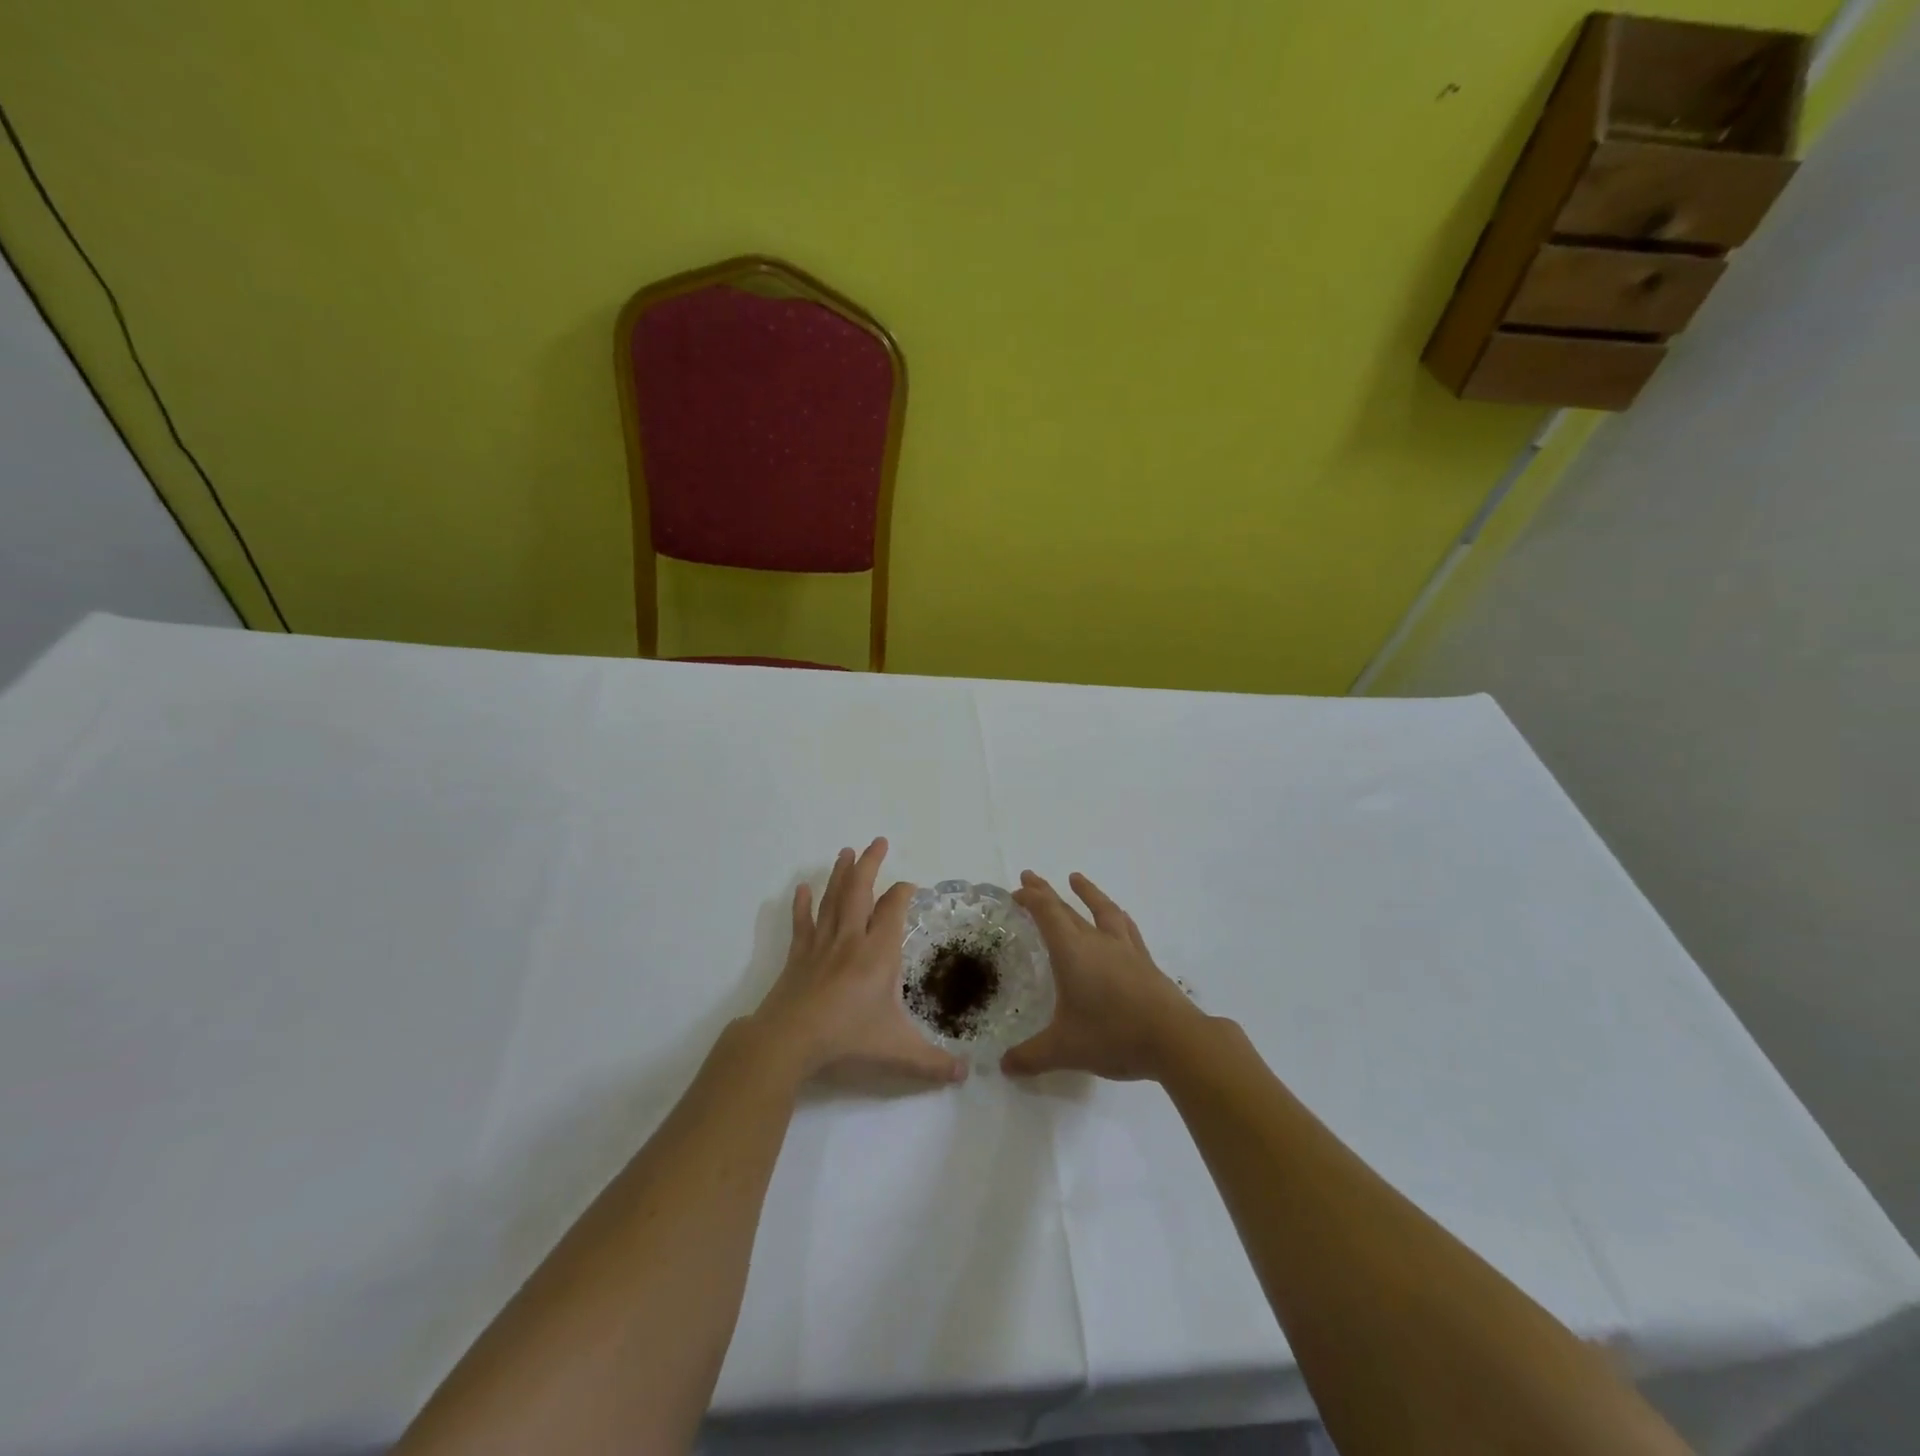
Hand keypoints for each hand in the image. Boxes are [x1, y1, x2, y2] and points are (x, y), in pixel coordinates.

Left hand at [750, 838, 967, 1084]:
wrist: (790, 1040)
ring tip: (845, 851)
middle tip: (877, 842)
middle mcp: (851, 939)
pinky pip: (802, 923)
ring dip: (840, 874)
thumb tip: (965, 1075)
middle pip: (861, 890)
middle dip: (871, 864)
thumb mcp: (897, 1051)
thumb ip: (932, 1062)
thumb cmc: (847, 1038)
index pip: (894, 910)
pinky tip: (802, 889)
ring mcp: (822, 944)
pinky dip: (802, 905)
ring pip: (833, 899)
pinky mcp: (799, 956)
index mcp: (878, 953)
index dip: (903, 893)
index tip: (910, 885)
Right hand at [1003, 871, 1207, 1081]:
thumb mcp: (1065, 1049)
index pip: (1047, 914)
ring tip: (1077, 879)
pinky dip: (1116, 916)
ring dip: (1087, 893)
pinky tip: (1118, 918)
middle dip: (1046, 892)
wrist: (1175, 1039)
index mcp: (1072, 952)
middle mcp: (1097, 942)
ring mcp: (1125, 949)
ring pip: (1102, 910)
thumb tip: (1005, 1066)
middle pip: (1068, 908)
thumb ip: (1032, 1056)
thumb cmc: (1113, 1035)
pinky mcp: (1145, 962)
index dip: (1030, 898)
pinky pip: (1126, 927)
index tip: (1016, 891)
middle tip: (1030, 876)